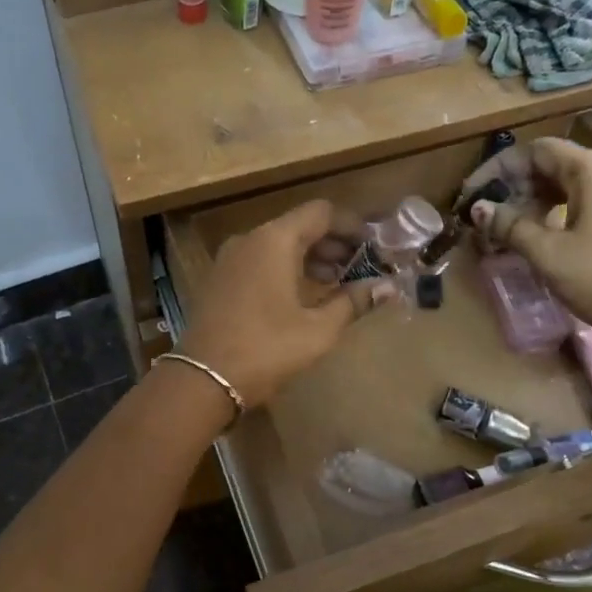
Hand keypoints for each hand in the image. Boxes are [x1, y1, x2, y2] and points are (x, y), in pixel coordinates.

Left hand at [177, 200, 394, 406]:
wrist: (203, 379)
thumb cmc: (266, 349)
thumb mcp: (318, 329)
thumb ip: (354, 302)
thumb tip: (389, 288)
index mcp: (275, 240)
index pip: (321, 212)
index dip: (352, 226)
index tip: (374, 248)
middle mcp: (249, 239)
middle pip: (299, 226)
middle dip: (333, 244)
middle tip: (361, 269)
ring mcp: (229, 258)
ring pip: (278, 244)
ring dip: (310, 258)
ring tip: (337, 285)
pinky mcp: (219, 279)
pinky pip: (259, 261)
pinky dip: (285, 268)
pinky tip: (302, 296)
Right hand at [465, 137, 591, 356]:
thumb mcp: (549, 254)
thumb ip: (511, 226)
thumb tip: (479, 208)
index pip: (536, 150)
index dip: (498, 169)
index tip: (474, 197)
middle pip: (553, 164)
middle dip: (516, 187)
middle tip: (490, 218)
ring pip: (570, 184)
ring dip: (536, 201)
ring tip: (512, 231)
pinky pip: (588, 201)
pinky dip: (560, 212)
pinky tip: (545, 239)